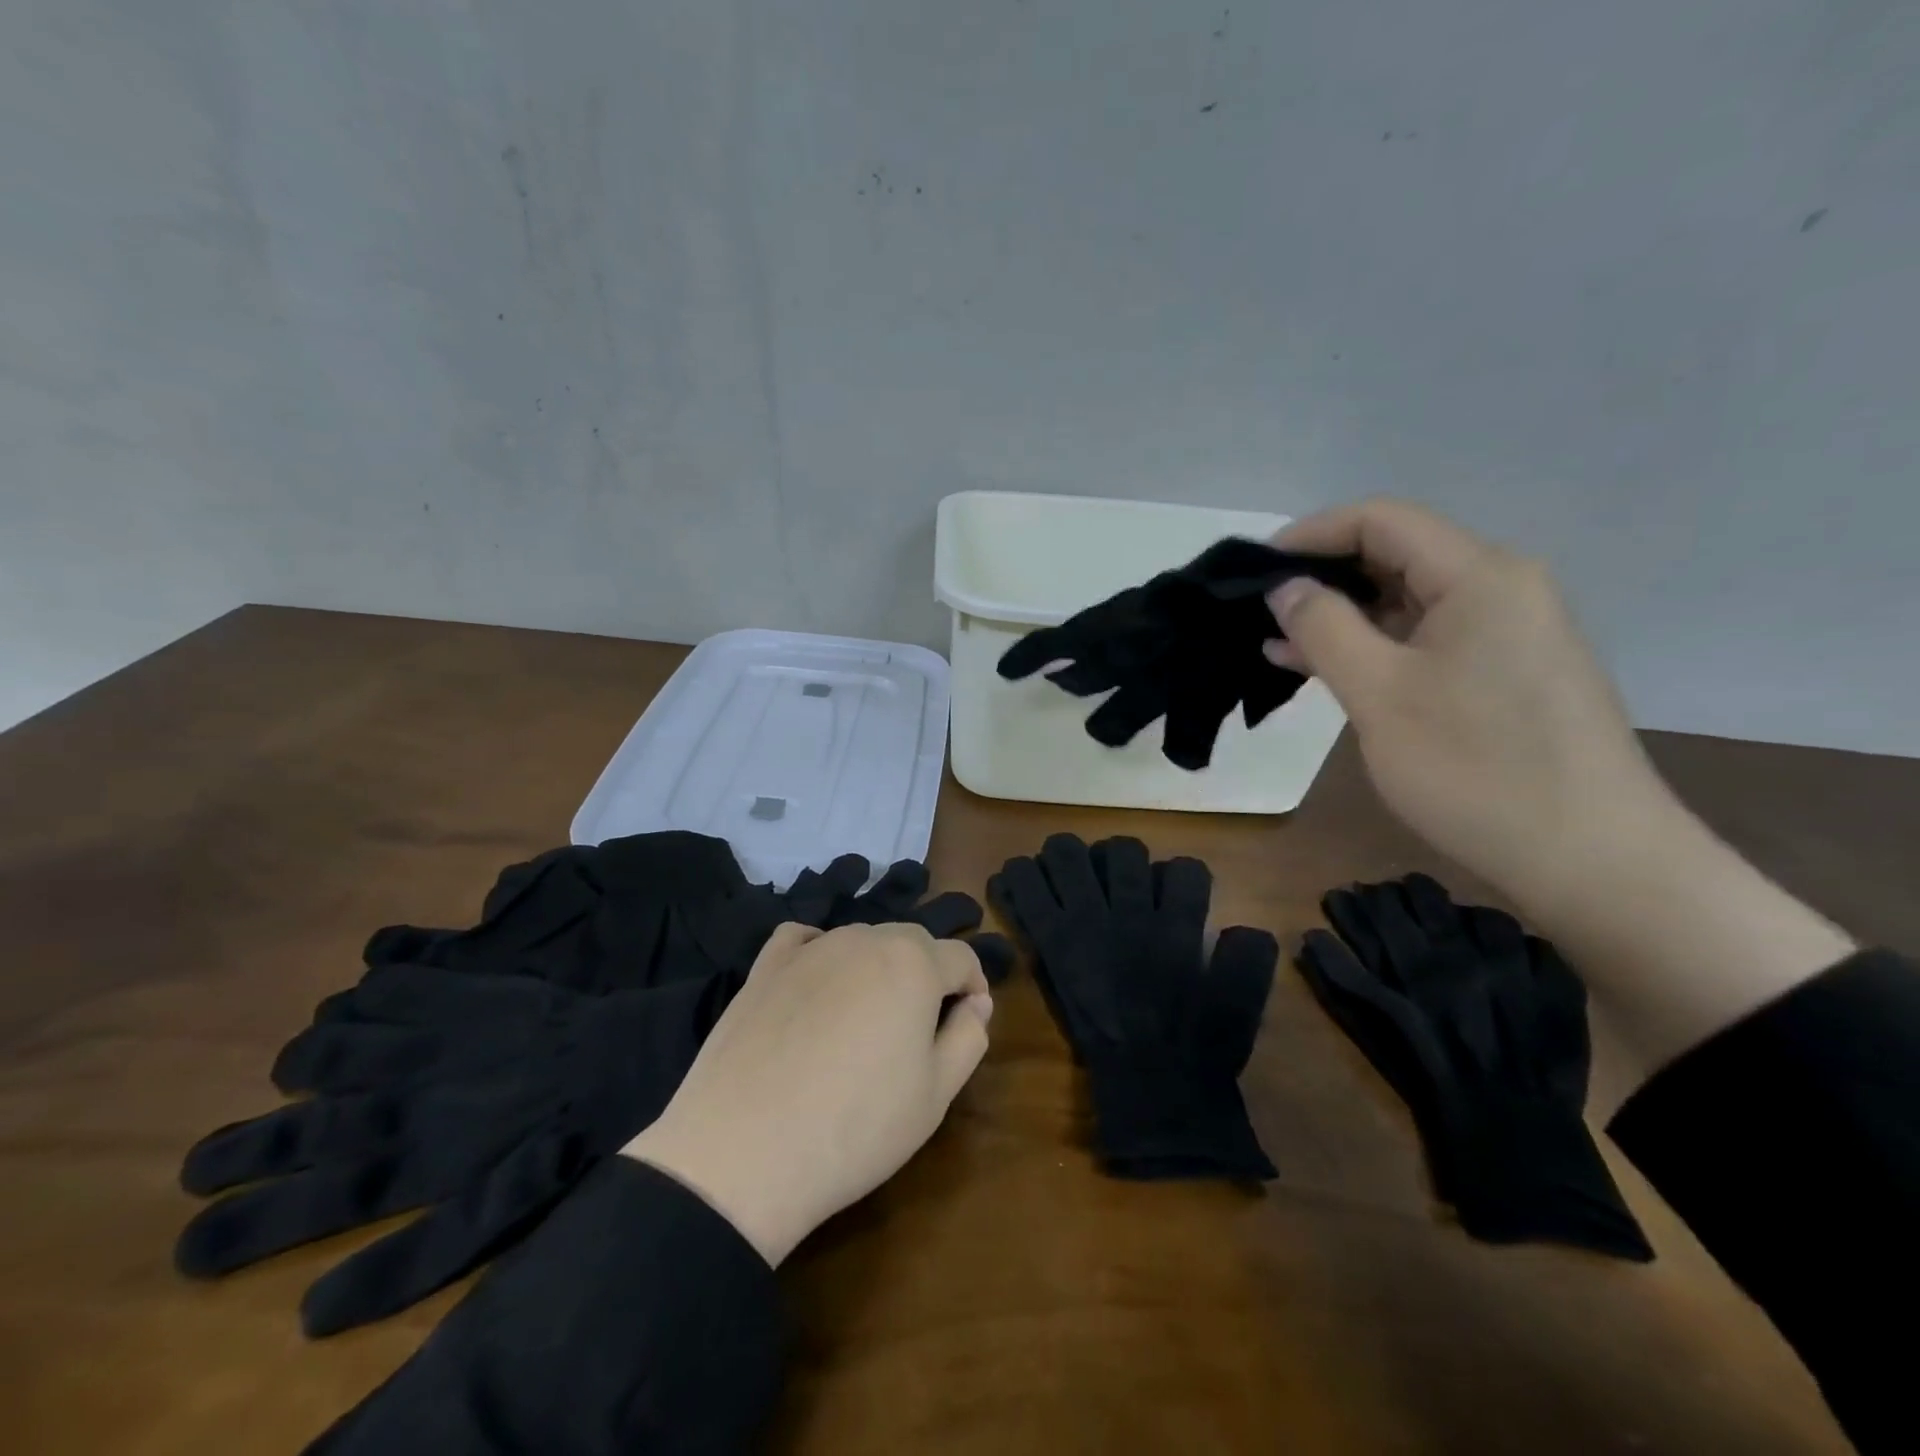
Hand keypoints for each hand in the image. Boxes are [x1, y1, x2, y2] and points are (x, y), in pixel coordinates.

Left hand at [621, 921, 992, 1265]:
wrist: (744, 1154)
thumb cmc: (856, 1127)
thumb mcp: (936, 1095)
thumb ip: (969, 1037)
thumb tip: (975, 1003)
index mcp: (913, 963)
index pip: (960, 957)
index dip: (973, 986)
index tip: (968, 1019)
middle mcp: (864, 939)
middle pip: (912, 942)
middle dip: (927, 973)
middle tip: (919, 1027)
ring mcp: (810, 949)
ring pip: (861, 941)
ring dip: (877, 966)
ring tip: (865, 1019)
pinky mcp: (764, 966)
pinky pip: (804, 940)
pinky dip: (820, 953)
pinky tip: (816, 985)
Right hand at [1265, 499, 1673, 913]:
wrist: (1592, 861)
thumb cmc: (1476, 769)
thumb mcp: (1379, 694)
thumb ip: (1324, 628)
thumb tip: (1286, 588)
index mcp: (1479, 576)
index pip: (1380, 521)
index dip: (1309, 535)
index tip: (1253, 572)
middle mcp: (1500, 589)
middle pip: (1394, 556)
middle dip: (1321, 578)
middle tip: (1257, 613)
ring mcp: (1506, 633)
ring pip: (1405, 602)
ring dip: (1340, 618)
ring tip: (1275, 646)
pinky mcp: (1503, 674)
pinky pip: (1424, 640)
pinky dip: (1372, 648)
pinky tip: (1322, 671)